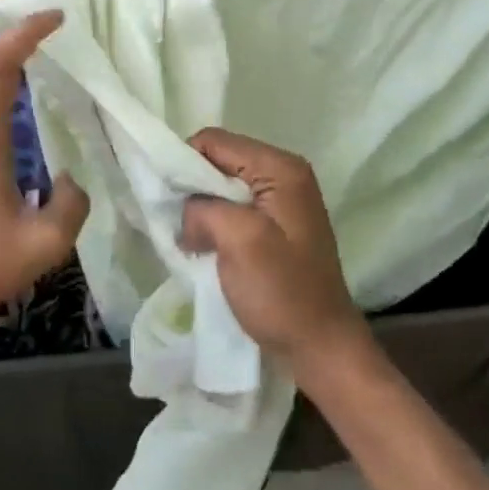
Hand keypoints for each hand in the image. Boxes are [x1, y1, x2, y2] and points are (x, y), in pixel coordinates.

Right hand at [179, 129, 365, 371]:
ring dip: (202, 210)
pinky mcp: (275, 227)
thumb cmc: (283, 292)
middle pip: (219, 161)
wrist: (320, 347)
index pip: (214, 141)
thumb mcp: (240, 241)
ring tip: (189, 239)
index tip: (168, 201)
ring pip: (222, 188)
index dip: (184, 164)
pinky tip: (205, 247)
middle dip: (192, 189)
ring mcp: (281, 202)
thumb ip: (205, 209)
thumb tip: (188, 212)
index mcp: (280, 169)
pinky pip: (233, 210)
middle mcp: (284, 175)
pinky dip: (214, 224)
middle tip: (177, 223)